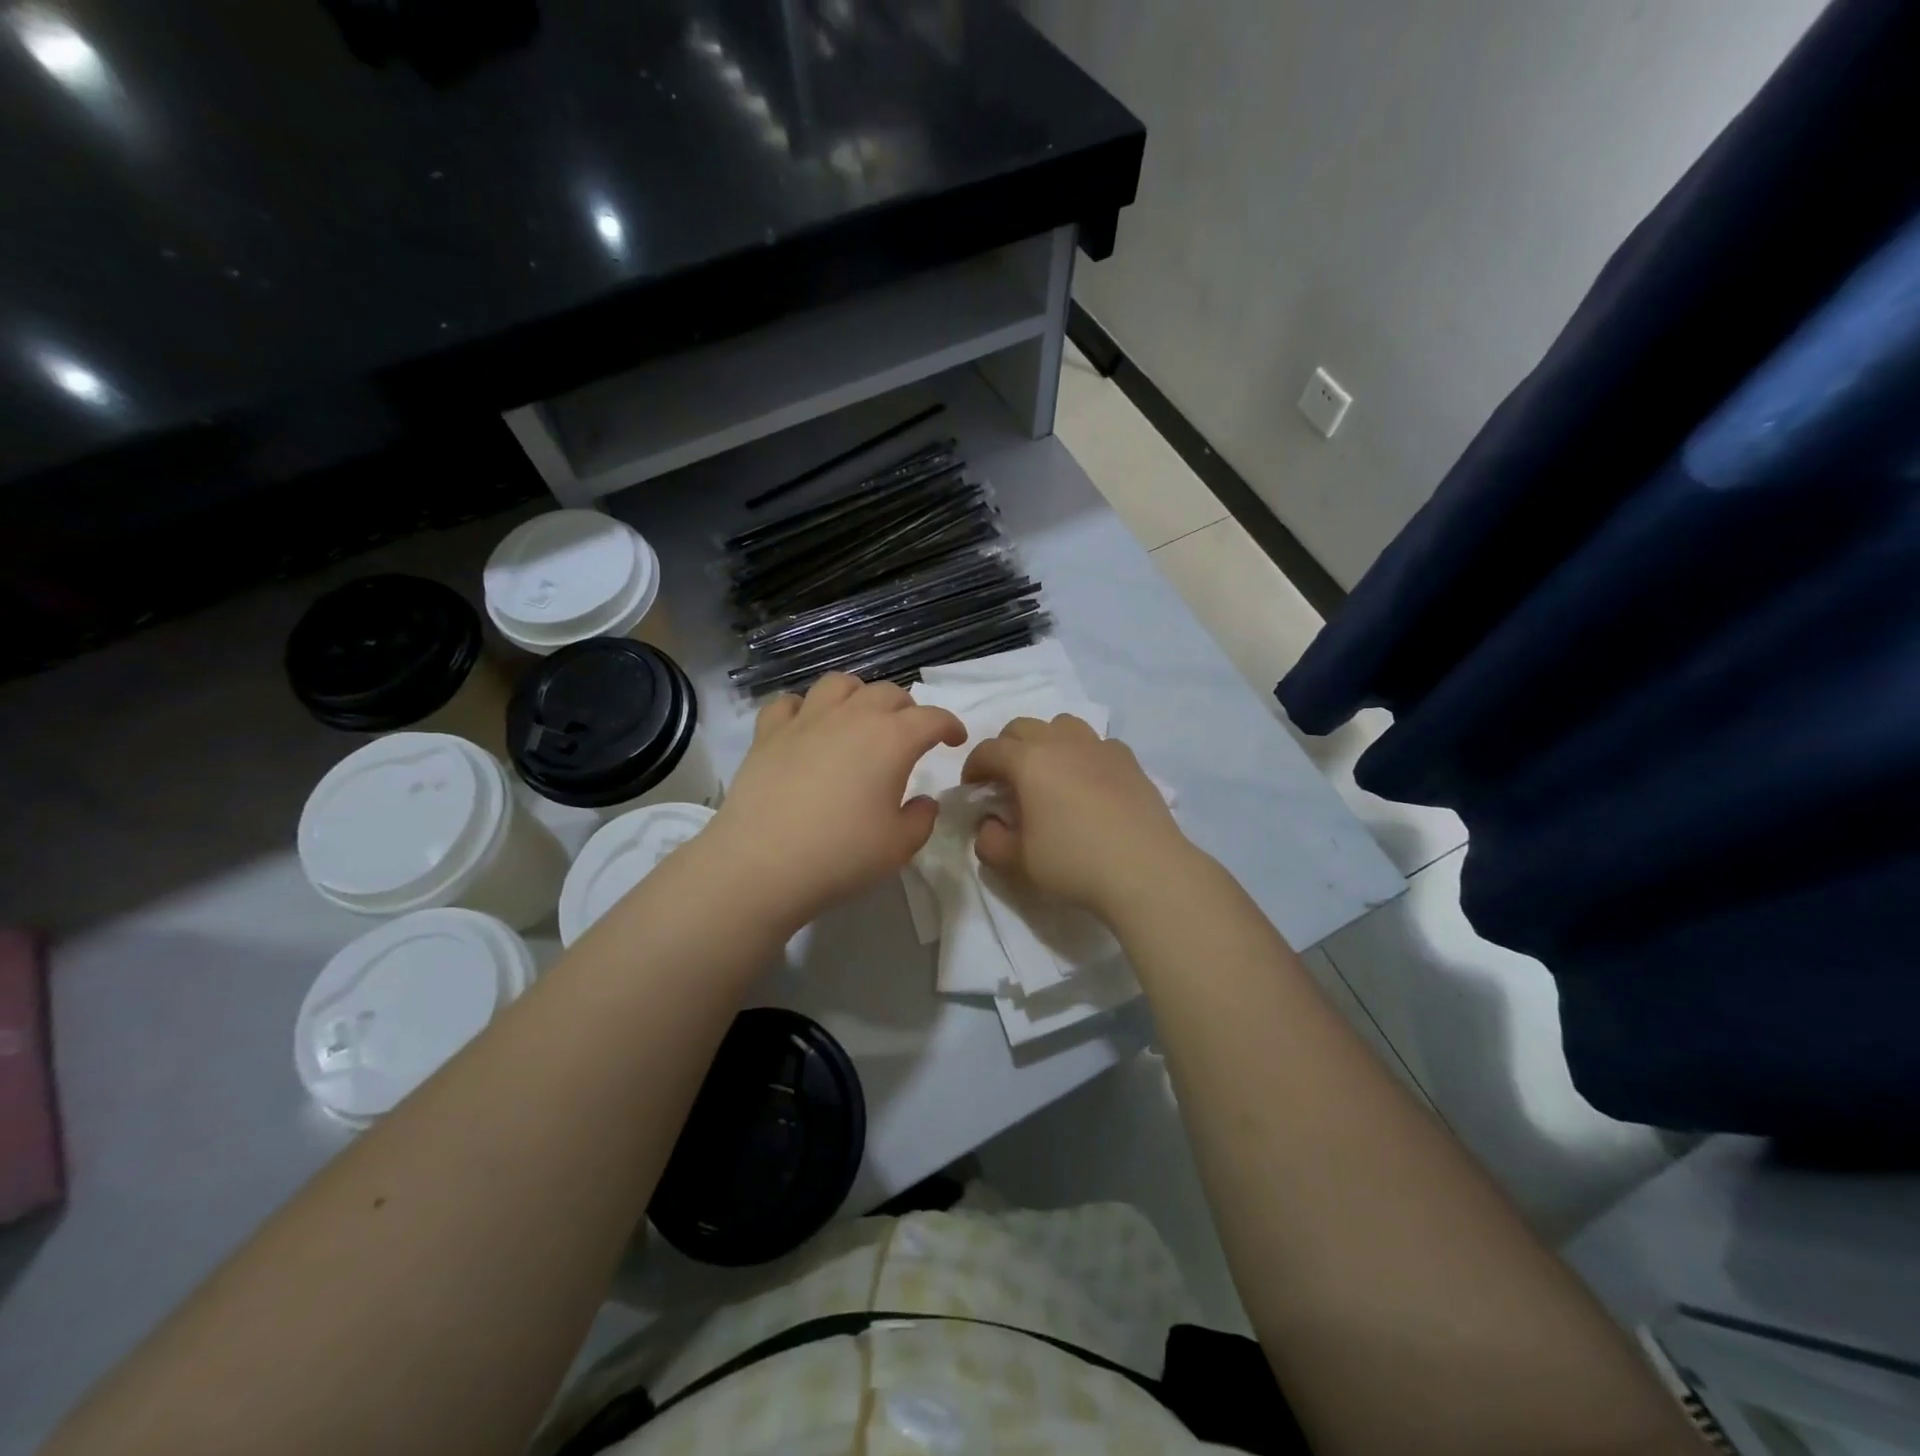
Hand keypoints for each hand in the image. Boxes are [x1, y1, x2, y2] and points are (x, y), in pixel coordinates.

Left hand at [704, 673, 965, 927]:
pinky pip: (788, 703)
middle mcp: (852, 717)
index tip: (954, 740)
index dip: (950, 725)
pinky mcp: (768, 733)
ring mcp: (806, 720)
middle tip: (909, 735)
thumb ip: (921, 818)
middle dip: (907, 709)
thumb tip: (922, 801)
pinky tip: (805, 728)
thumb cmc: (841, 855)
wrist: (763, 863)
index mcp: (892, 740)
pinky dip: (803, 709)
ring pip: (839, 684)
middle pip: (888, 693)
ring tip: (858, 719)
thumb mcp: (900, 846)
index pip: (932, 717)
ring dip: (858, 695)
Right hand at [962, 714, 1191, 916]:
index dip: (973, 766)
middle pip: (1023, 727)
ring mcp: (1099, 747)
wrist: (1145, 870)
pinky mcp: (1128, 760)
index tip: (972, 788)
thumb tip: (989, 825)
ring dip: (1046, 740)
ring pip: (1062, 725)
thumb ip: (990, 841)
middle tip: (1004, 778)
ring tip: (1048, 771)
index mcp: (1029, 761)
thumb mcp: (1018, 862)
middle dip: (1006, 747)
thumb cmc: (1074, 863)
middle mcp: (1062, 742)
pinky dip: (1083, 754)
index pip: (989, 749)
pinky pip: (1097, 743)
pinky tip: (1088, 782)